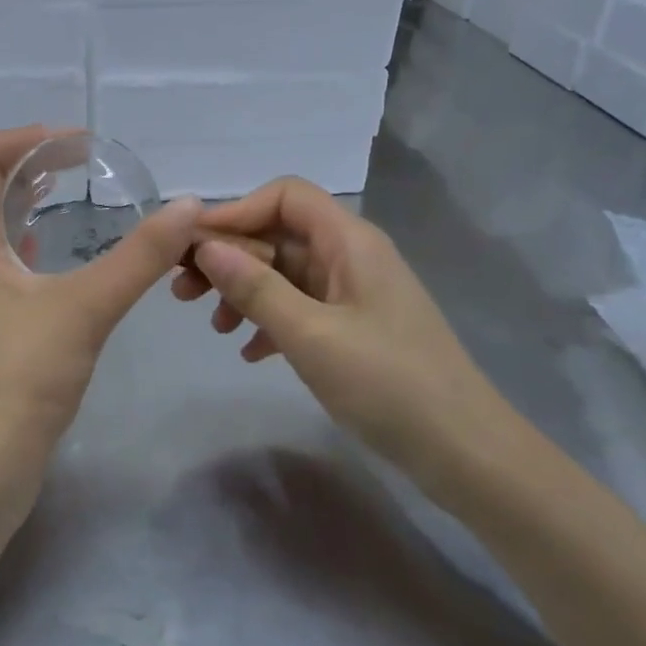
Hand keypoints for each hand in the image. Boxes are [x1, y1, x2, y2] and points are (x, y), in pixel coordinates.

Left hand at [0, 126, 202, 464]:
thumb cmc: (22, 376)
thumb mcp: (86, 307)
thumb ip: (139, 256)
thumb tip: (188, 205)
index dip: (24, 138)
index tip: (77, 144)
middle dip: (34, 163)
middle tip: (86, 161)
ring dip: (33, 200)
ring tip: (77, 190)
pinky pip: (11, 262)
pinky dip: (37, 241)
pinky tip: (66, 252)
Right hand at [171, 177, 507, 502]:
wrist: (462, 450)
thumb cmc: (387, 383)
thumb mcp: (310, 335)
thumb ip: (256, 288)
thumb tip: (206, 247)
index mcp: (350, 241)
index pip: (285, 196)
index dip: (236, 212)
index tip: (193, 246)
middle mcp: (351, 256)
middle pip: (280, 234)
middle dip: (230, 257)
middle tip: (183, 291)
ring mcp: (354, 293)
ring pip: (286, 272)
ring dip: (244, 290)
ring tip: (213, 326)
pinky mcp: (354, 327)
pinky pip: (301, 306)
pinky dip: (270, 320)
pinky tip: (249, 352)